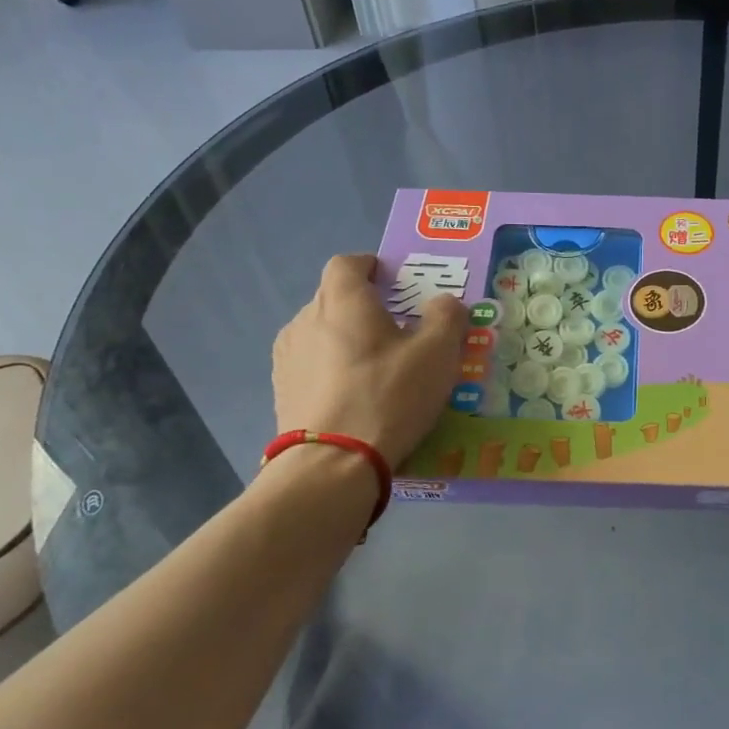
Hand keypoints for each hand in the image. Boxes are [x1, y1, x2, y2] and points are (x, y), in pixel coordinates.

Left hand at [270, 254, 465, 465]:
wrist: (331, 465)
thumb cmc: (388, 395)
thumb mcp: (437, 353)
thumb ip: (446, 317)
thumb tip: (444, 303)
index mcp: (342, 300)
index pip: (348, 263)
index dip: (371, 266)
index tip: (395, 283)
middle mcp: (306, 319)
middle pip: (335, 299)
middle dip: (365, 307)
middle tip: (399, 332)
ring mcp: (287, 357)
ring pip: (322, 333)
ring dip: (347, 340)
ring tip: (377, 369)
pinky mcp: (281, 391)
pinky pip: (312, 366)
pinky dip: (332, 370)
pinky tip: (355, 398)